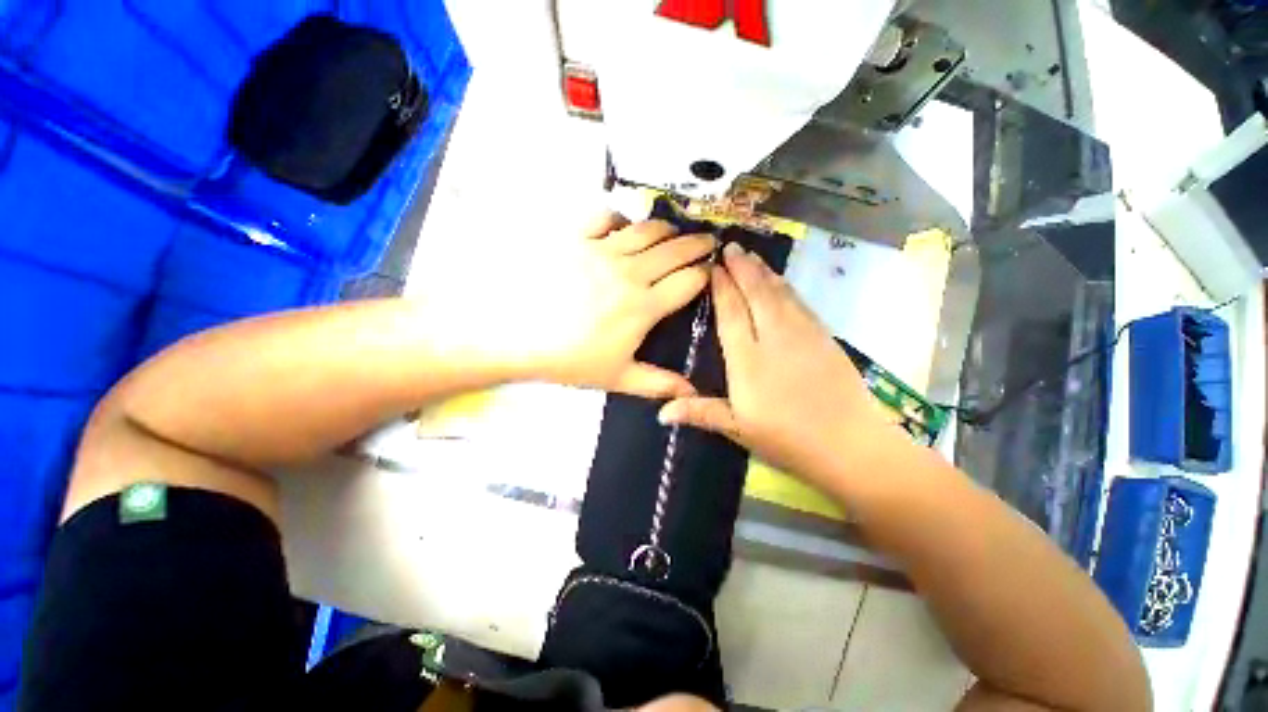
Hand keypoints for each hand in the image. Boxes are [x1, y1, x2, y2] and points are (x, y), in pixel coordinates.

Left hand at [517, 212, 715, 398]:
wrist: (515, 336)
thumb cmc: (570, 360)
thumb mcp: (618, 378)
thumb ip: (658, 383)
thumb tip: (693, 392)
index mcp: (644, 306)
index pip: (689, 280)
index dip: (706, 273)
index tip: (712, 271)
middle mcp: (630, 272)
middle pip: (675, 250)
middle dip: (697, 244)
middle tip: (708, 242)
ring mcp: (602, 251)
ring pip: (647, 230)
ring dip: (667, 229)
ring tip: (675, 232)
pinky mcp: (577, 239)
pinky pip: (605, 218)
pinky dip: (620, 218)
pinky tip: (624, 227)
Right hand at [658, 243, 894, 488]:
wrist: (851, 445)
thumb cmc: (787, 439)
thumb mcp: (738, 429)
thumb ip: (700, 413)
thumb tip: (660, 413)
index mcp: (747, 360)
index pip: (731, 314)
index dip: (722, 288)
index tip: (714, 267)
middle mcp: (774, 338)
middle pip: (756, 294)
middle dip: (742, 268)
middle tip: (731, 247)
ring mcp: (803, 334)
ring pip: (779, 293)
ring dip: (764, 272)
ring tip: (751, 256)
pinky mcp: (824, 336)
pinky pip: (800, 302)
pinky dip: (786, 286)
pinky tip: (780, 281)